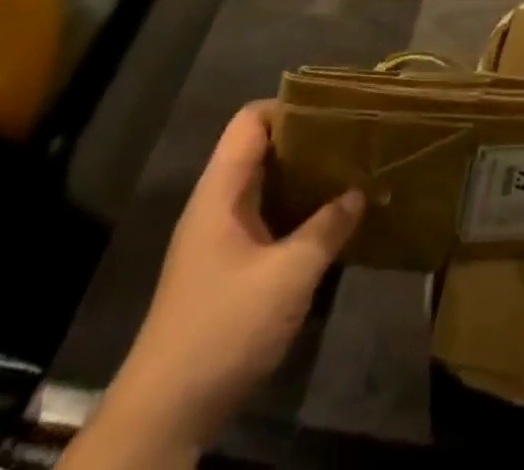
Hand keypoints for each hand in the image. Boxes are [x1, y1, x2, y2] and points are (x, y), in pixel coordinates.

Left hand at [94, 103, 363, 455]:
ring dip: (303, 180)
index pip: (250, 121)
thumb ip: (327, 228)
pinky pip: (264, 221)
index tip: (334, 110)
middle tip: (353, 140)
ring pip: (264, 188)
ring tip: (349, 174)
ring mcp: (218, 240)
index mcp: (220, 192)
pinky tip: (328, 224)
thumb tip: (360, 192)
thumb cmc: (223, 328)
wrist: (163, 416)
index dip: (289, 107)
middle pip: (260, 150)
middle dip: (305, 141)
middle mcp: (216, 206)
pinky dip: (294, 213)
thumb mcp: (288, 276)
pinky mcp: (224, 271)